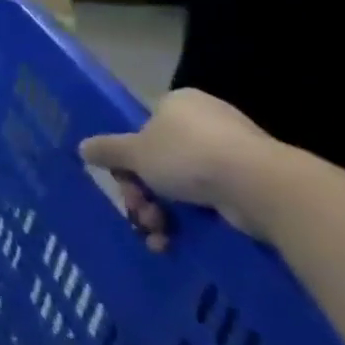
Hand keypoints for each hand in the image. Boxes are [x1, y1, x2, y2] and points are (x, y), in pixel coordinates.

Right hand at [79, 89, 278, 250]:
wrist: (261, 187)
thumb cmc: (189, 156)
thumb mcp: (133, 152)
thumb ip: (107, 150)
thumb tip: (83, 147)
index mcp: (179, 104)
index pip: (143, 129)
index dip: (127, 158)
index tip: (122, 180)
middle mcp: (207, 123)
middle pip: (159, 161)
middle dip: (143, 193)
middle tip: (138, 211)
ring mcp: (234, 154)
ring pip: (181, 185)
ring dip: (160, 212)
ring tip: (156, 233)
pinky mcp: (253, 185)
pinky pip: (209, 202)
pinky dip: (190, 221)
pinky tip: (174, 240)